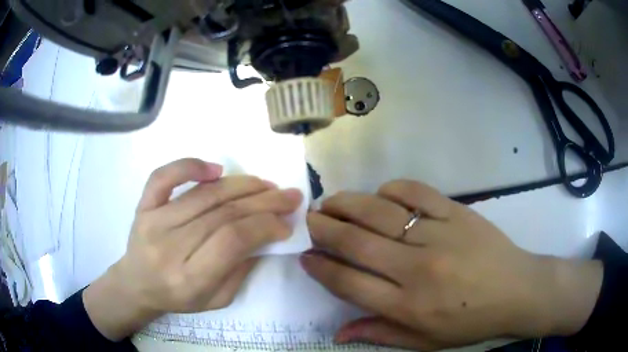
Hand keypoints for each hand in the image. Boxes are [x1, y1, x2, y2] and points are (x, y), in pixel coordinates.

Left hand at [84, 158, 302, 340]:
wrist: (136, 285)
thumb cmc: (178, 297)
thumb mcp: (216, 299)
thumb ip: (241, 270)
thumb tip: (264, 235)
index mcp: (189, 277)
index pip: (232, 240)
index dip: (264, 226)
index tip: (286, 223)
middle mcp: (169, 245)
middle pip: (223, 213)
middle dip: (264, 202)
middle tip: (289, 196)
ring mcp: (153, 220)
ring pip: (204, 193)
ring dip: (241, 185)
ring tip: (265, 184)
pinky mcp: (144, 205)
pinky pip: (164, 176)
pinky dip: (190, 165)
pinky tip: (215, 169)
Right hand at [301, 180, 602, 350]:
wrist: (518, 291)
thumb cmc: (471, 322)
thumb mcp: (425, 342)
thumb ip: (380, 334)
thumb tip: (337, 333)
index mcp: (409, 306)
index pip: (348, 283)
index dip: (320, 267)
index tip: (305, 255)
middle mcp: (418, 269)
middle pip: (357, 243)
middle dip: (324, 229)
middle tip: (309, 220)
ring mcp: (439, 236)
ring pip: (380, 213)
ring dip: (348, 204)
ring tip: (331, 202)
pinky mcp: (458, 213)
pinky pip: (416, 193)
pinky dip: (392, 189)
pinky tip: (381, 194)